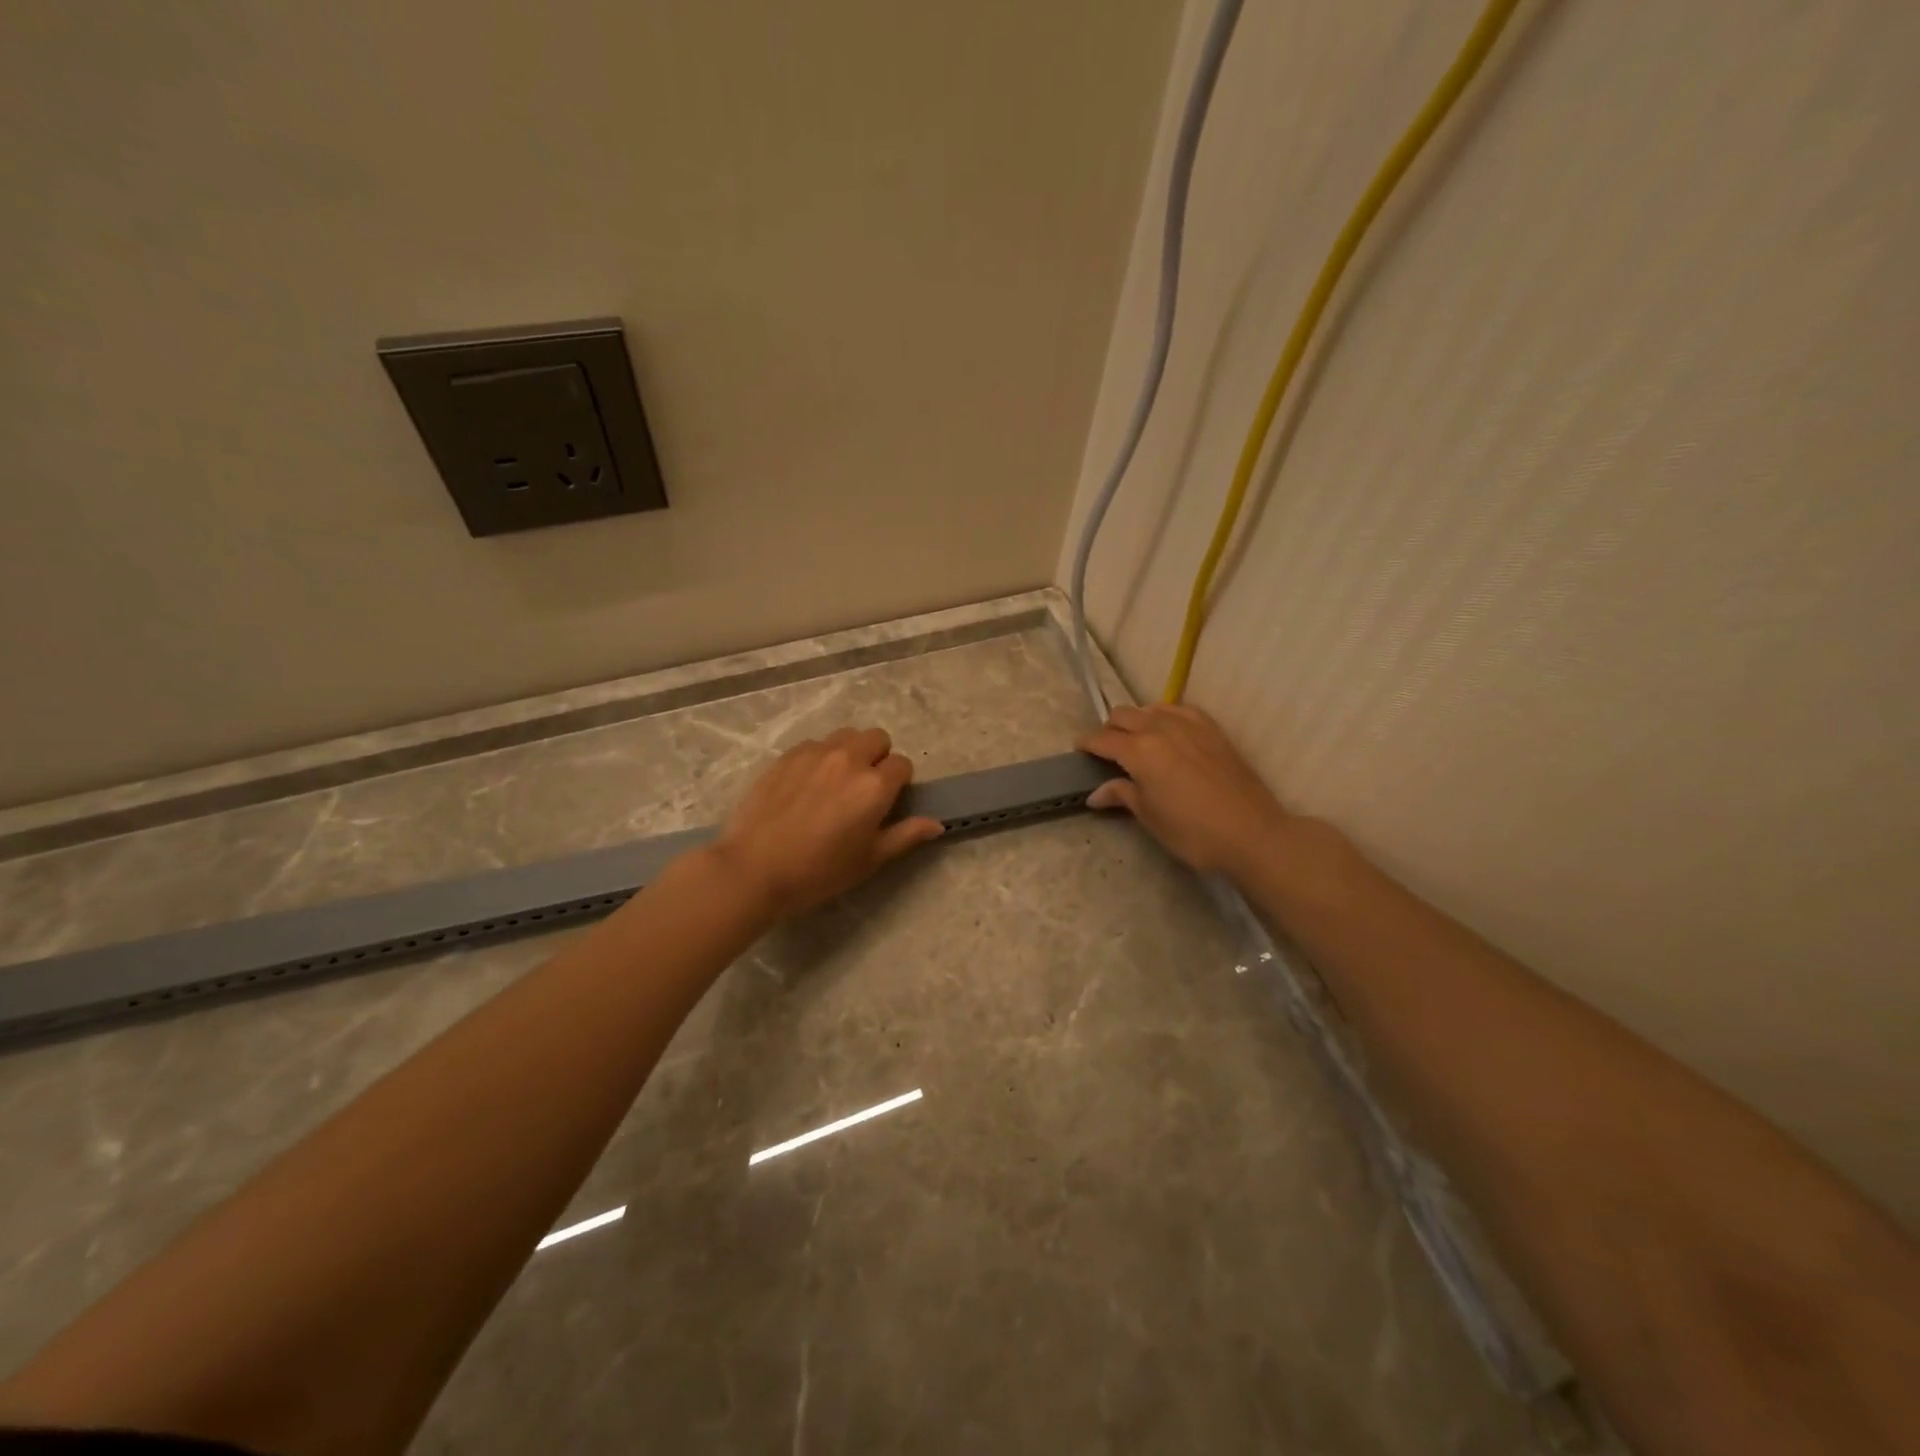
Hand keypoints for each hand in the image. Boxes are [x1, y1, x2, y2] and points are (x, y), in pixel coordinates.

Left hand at [713, 727, 943, 919]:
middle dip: (878, 758)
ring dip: (850, 752)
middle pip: (878, 738)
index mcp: (874, 785)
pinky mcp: (787, 755)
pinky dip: (821, 757)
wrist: (753, 868)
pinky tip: (807, 786)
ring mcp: (815, 753)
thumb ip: (905, 836)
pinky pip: (815, 744)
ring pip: (846, 736)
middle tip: (863, 789)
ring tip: (836, 782)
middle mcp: (849, 759)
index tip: (886, 803)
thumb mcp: (869, 860)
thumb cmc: (818, 871)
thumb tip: (937, 824)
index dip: (899, 784)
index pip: (903, 765)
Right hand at [1076, 704, 1289, 876]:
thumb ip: (1123, 795)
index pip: (1102, 739)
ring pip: (1151, 709)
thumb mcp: (1150, 817)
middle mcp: (1160, 729)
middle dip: (1110, 729)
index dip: (1086, 743)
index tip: (1078, 750)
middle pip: (1123, 715)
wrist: (1252, 833)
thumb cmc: (1193, 832)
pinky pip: (1180, 711)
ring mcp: (1190, 725)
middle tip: (1108, 751)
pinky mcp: (1213, 729)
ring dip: (1137, 721)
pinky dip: (1166, 717)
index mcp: (1139, 751)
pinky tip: (1169, 733)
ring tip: (1138, 741)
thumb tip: (1096, 793)